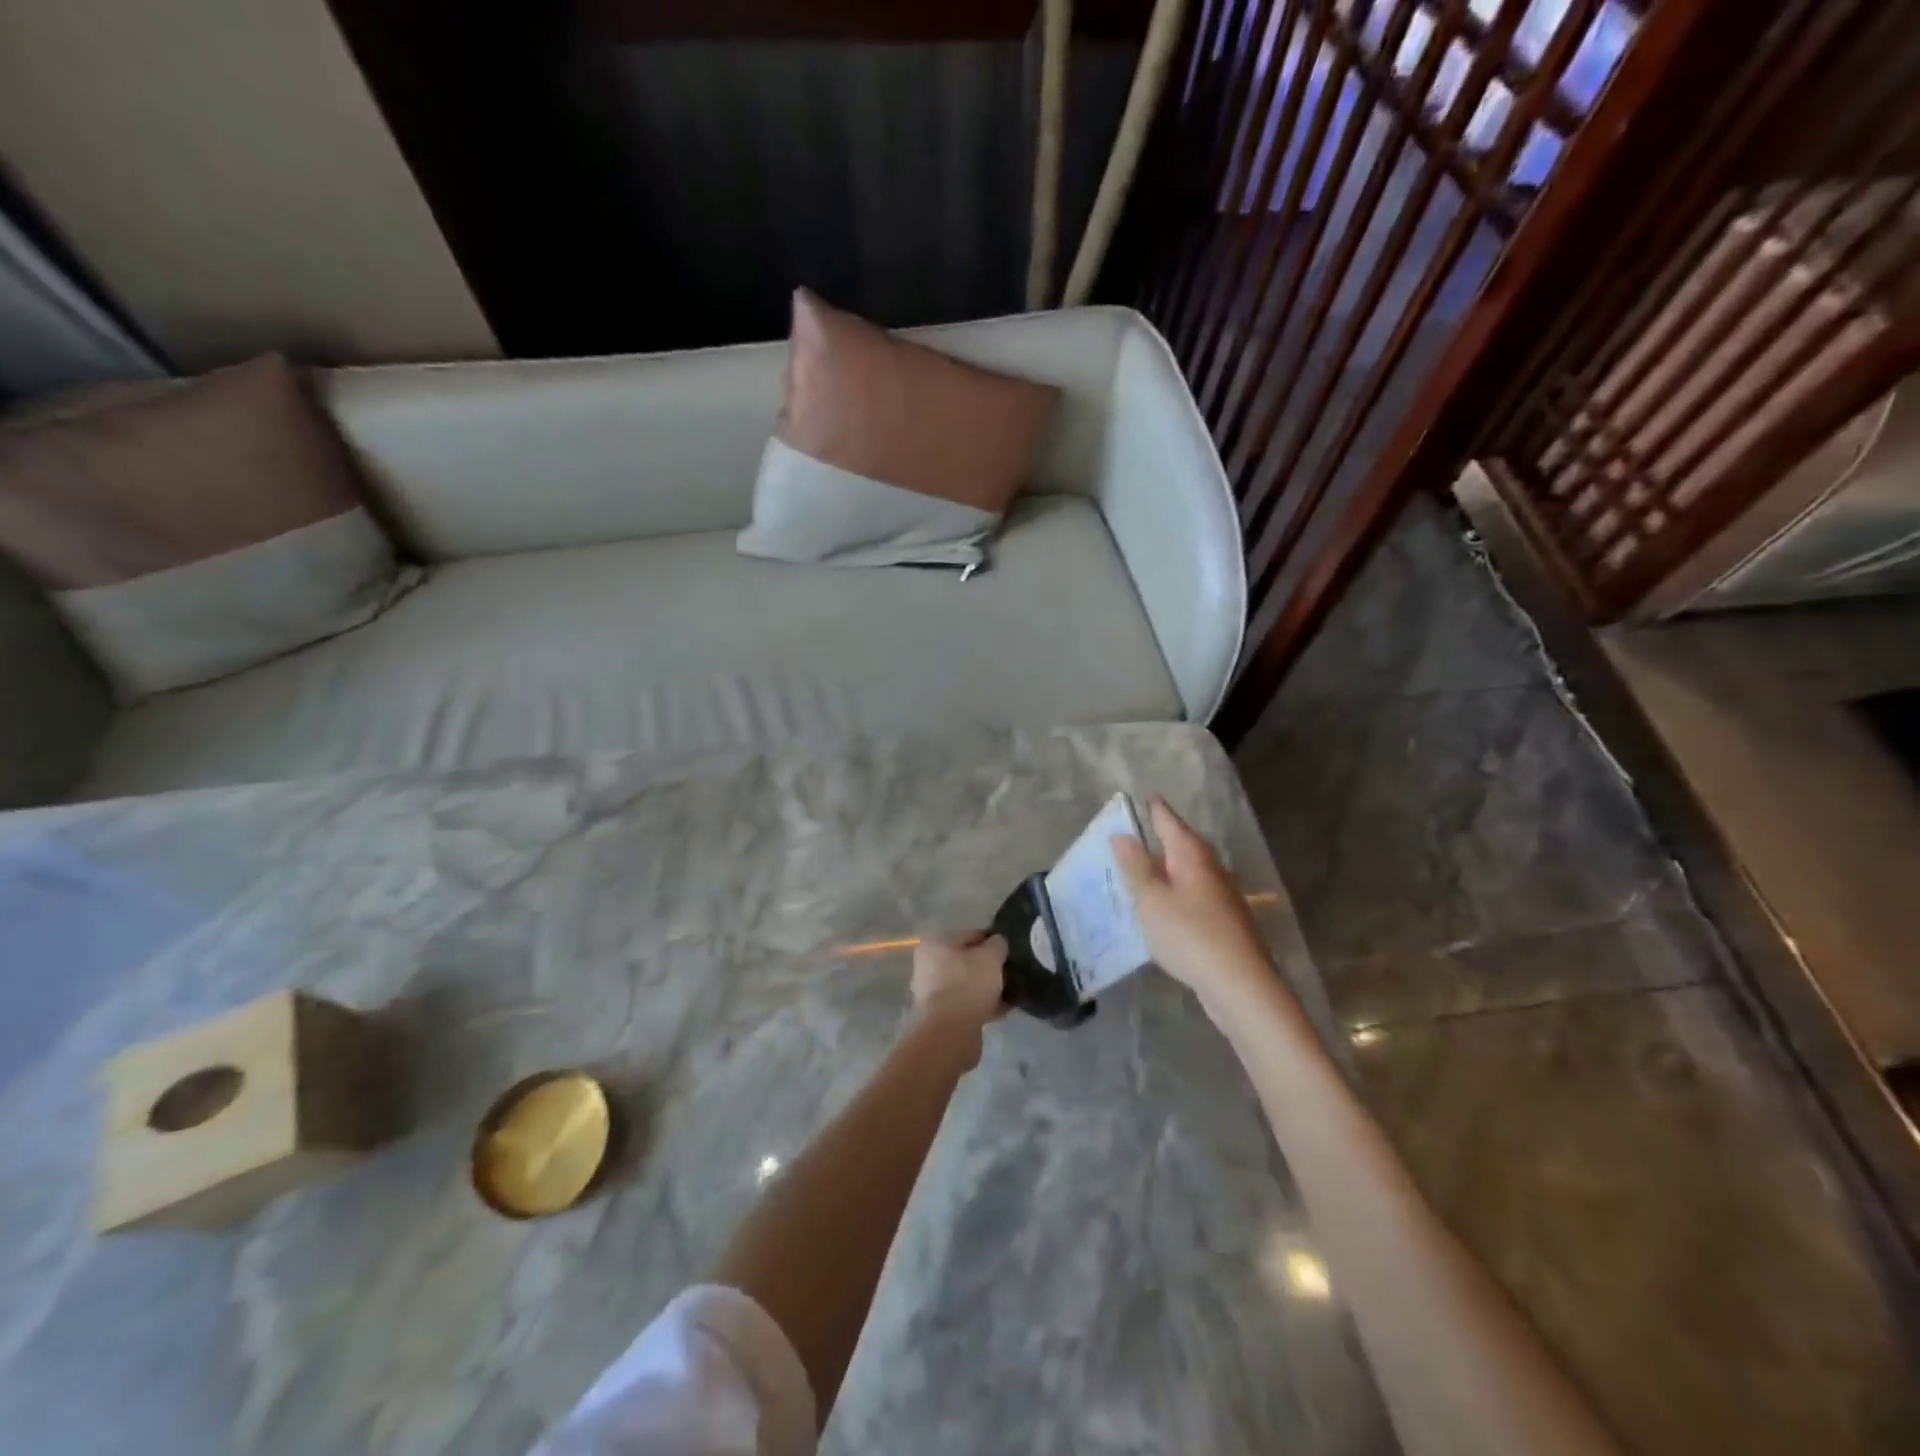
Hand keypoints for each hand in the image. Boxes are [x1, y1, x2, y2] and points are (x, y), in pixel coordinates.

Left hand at [909, 931, 1007, 1049]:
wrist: (949, 1032)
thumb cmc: (968, 984)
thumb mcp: (990, 957)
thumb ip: (997, 945)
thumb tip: (998, 942)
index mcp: (936, 942)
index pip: (971, 935)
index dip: (993, 941)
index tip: (1010, 951)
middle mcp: (928, 963)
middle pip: (967, 960)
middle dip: (989, 967)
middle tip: (1011, 973)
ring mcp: (932, 990)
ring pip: (967, 983)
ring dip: (987, 988)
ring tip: (1010, 993)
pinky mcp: (940, 1014)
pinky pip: (966, 1003)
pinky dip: (982, 1005)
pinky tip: (1003, 1010)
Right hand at [1112, 796, 1272, 1004]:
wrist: (1240, 985)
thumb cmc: (1190, 935)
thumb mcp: (1152, 900)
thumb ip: (1135, 867)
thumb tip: (1121, 835)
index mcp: (1192, 855)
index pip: (1169, 821)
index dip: (1154, 809)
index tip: (1142, 797)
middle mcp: (1210, 868)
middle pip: (1182, 844)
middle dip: (1161, 836)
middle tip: (1136, 830)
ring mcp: (1221, 895)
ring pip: (1189, 870)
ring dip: (1167, 866)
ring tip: (1143, 866)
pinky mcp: (1224, 921)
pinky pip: (1193, 893)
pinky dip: (1175, 891)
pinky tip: (1164, 905)